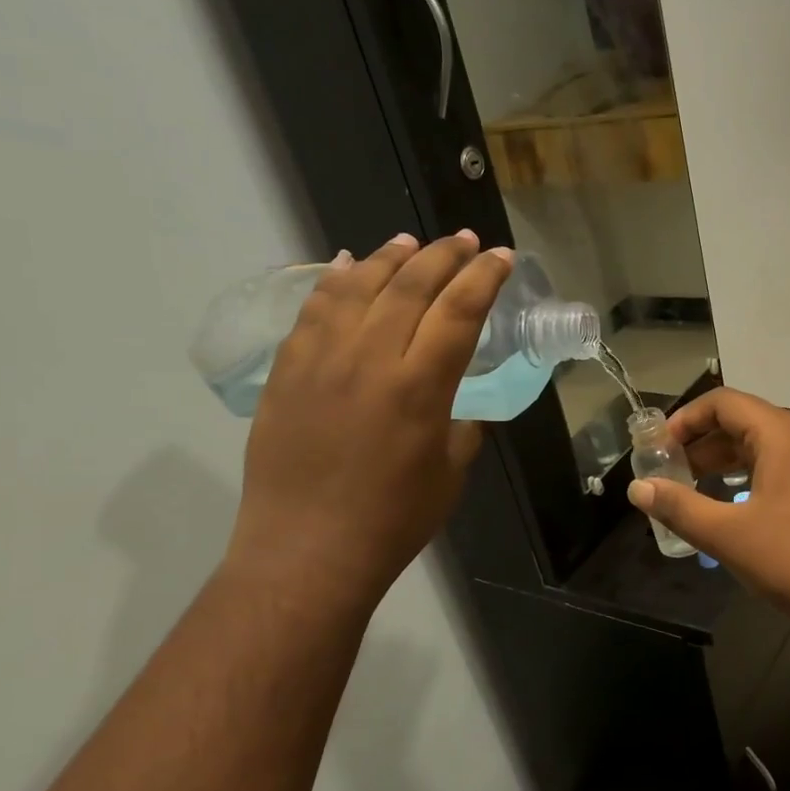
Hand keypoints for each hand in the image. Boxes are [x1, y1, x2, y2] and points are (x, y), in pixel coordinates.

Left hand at [224, 232, 512, 613]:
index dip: (485, 278)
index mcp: (420, 388)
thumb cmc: (393, 520)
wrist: (307, 550)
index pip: (459, 311)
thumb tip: (460, 404)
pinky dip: (335, 281)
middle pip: (411, 285)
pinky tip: (350, 266)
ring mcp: (321, 360)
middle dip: (445, 255)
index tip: (502, 258)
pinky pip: (312, 309)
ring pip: (358, 286)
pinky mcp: (287, 370)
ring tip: (412, 242)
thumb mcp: (451, 473)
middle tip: (466, 240)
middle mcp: (370, 360)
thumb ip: (463, 426)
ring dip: (391, 258)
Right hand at [626, 388, 789, 621]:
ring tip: (707, 488)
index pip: (724, 403)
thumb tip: (639, 488)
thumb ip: (679, 506)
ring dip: (737, 460)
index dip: (686, 420)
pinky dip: (780, 472)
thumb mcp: (727, 534)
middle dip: (706, 445)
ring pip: (776, 445)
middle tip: (676, 475)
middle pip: (748, 422)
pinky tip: (776, 489)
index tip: (661, 449)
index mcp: (781, 434)